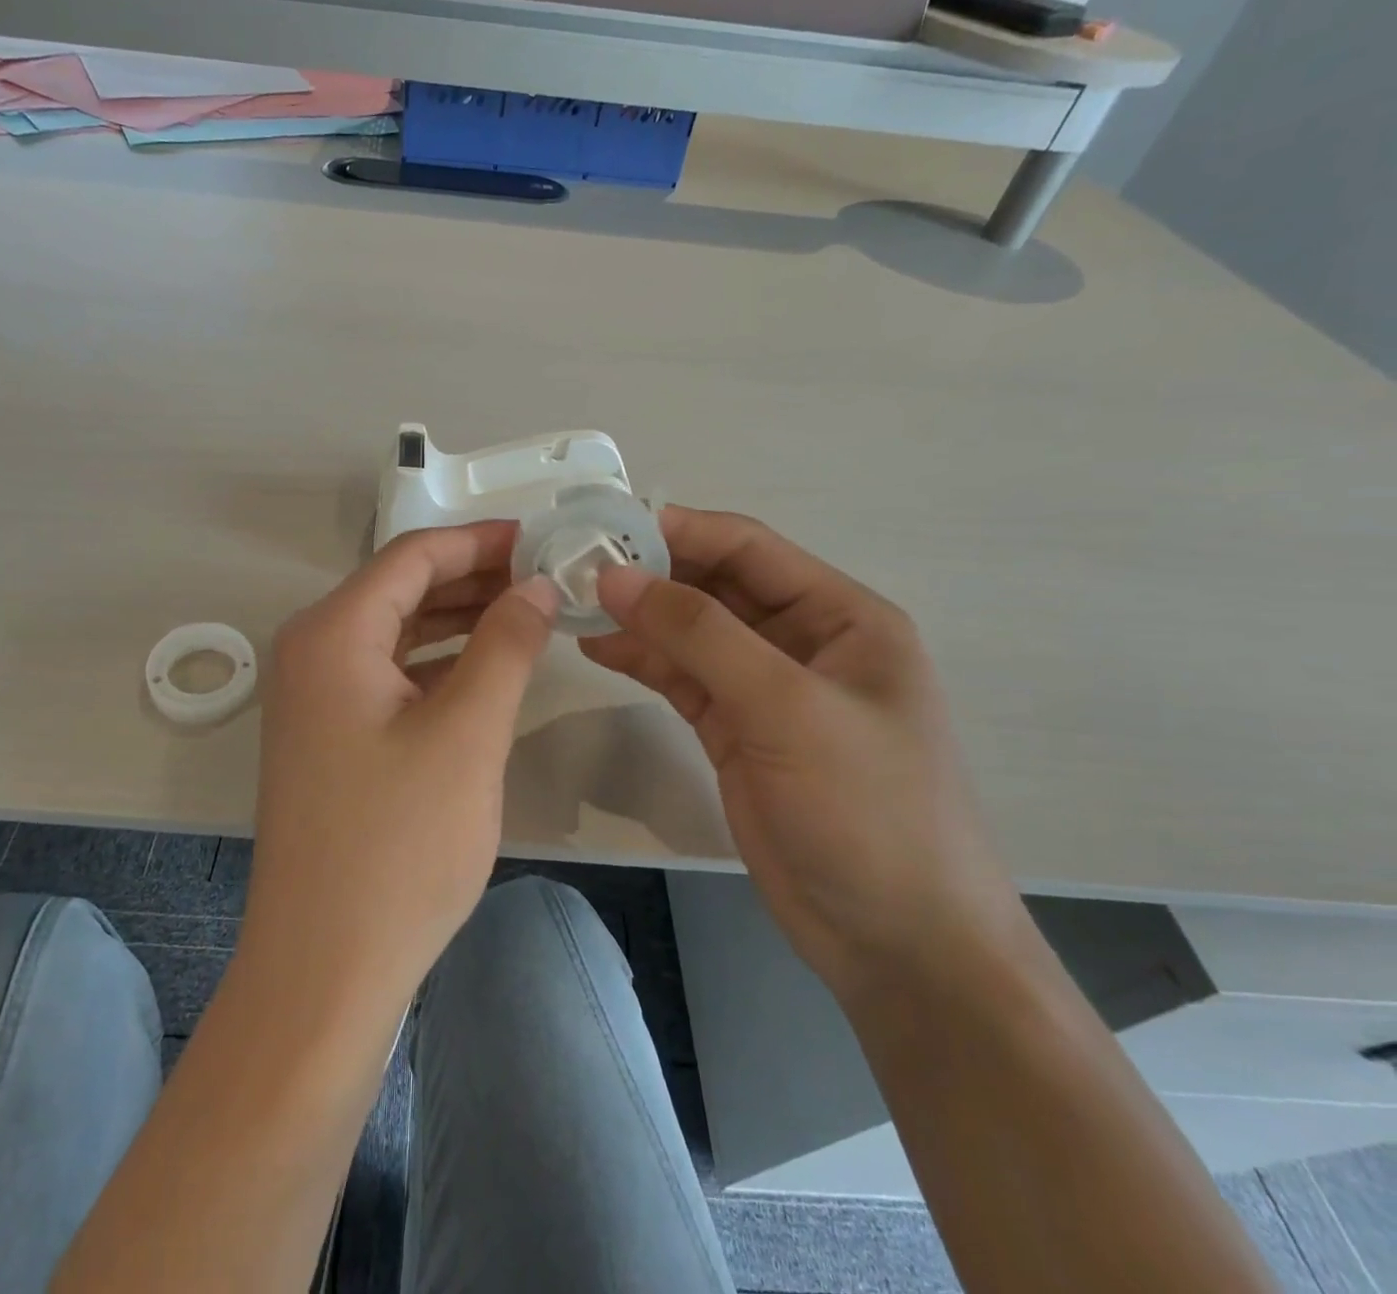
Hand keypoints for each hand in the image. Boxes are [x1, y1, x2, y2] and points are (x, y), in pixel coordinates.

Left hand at [242, 521, 557, 1010]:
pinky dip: (440, 665)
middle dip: (474, 579)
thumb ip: (506, 646)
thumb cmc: (397, 846)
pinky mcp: (330, 738)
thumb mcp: (466, 734)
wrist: (324, 968)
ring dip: (460, 620)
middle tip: (547, 577)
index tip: (541, 538)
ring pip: (398, 634)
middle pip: (402, 590)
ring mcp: (316, 698)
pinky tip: (488, 670)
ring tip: (529, 614)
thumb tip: (536, 586)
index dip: (480, 542)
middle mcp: (313, 652)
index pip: (413, 557)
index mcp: (332, 634)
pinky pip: (391, 676)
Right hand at [584, 506, 1028, 1003]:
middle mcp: (803, 642)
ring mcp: (767, 690)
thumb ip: (699, 634)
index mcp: (841, 617)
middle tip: (574, 568)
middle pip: (715, 587)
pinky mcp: (737, 731)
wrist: (898, 943)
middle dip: (650, 574)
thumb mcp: (785, 708)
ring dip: (638, 618)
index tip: (604, 527)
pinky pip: (682, 678)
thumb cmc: (866, 810)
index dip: (678, 530)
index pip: (748, 548)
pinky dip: (642, 660)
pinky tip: (597, 648)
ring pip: (692, 633)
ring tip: (571, 606)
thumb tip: (615, 577)